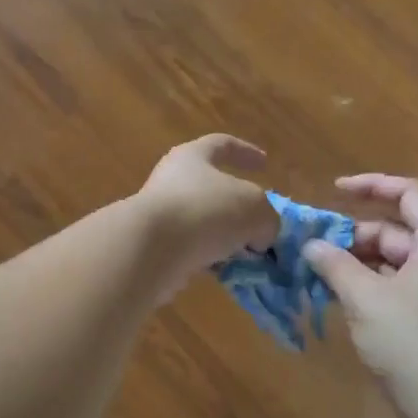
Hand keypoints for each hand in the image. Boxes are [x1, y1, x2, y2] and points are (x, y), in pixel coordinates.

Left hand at [136, 134, 277, 287]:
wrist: (151, 248)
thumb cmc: (205, 211)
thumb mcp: (255, 209)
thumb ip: (266, 219)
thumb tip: (258, 238)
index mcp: (193, 157)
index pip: (222, 145)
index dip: (245, 152)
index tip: (264, 162)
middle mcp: (172, 180)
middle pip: (211, 188)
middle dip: (238, 208)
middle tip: (259, 225)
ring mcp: (160, 214)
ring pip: (202, 222)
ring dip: (226, 239)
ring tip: (249, 257)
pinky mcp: (154, 246)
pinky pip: (191, 250)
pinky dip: (210, 260)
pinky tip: (226, 273)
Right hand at [302, 174, 417, 405]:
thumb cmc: (410, 343)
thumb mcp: (364, 298)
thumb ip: (334, 264)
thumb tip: (311, 245)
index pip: (408, 193)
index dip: (371, 185)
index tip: (334, 191)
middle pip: (395, 230)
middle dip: (353, 235)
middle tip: (313, 249)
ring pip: (391, 260)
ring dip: (355, 262)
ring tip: (317, 274)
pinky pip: (394, 285)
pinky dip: (366, 285)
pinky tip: (337, 299)